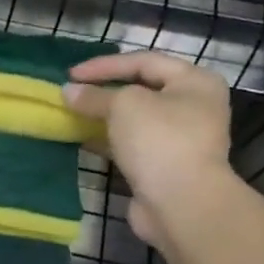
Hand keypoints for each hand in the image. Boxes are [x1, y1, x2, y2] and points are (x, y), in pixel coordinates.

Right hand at [63, 51, 234, 251]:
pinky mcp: (164, 165)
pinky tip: (82, 139)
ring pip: (134, 119)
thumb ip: (94, 96)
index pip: (144, 61)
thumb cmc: (159, 140)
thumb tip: (68, 91)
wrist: (181, 203)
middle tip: (72, 92)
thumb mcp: (123, 106)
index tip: (71, 74)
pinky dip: (107, 139)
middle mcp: (192, 106)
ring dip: (103, 117)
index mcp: (195, 82)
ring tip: (72, 114)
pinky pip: (131, 144)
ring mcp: (180, 138)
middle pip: (141, 89)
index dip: (105, 65)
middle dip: (104, 91)